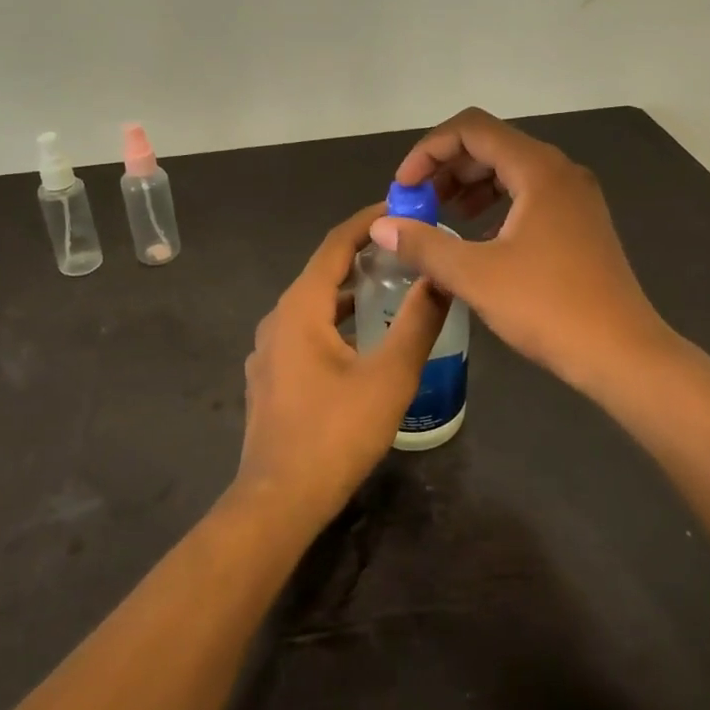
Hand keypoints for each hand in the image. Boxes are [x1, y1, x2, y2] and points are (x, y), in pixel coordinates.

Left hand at [234, 205, 448, 529]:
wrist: (278, 501)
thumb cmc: (336, 433)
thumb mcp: (390, 376)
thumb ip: (418, 322)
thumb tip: (440, 277)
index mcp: (300, 308)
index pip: (336, 245)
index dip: (368, 222)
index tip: (402, 208)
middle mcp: (278, 319)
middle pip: (323, 272)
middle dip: (363, 255)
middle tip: (407, 249)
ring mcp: (269, 350)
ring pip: (314, 305)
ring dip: (350, 291)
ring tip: (392, 288)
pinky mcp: (271, 377)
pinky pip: (306, 331)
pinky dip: (336, 320)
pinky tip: (363, 339)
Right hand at [368, 108, 671, 394]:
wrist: (621, 353)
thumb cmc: (547, 307)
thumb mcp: (475, 275)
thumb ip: (424, 244)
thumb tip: (382, 226)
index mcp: (538, 169)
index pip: (471, 129)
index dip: (428, 151)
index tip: (403, 189)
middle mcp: (560, 171)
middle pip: (491, 146)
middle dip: (446, 169)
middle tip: (416, 205)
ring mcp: (575, 197)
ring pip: (510, 171)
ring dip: (469, 187)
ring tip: (440, 218)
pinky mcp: (580, 223)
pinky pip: (528, 196)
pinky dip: (496, 207)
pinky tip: (478, 239)